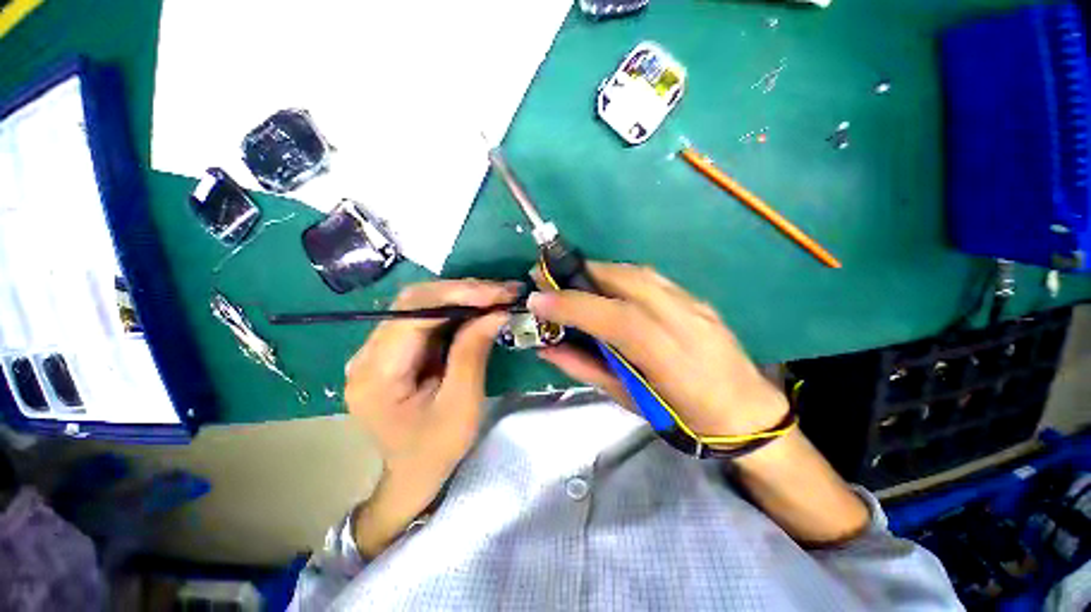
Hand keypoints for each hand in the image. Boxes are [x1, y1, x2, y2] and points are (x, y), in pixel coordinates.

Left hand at [344, 280, 515, 554]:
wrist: (414, 473)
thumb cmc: (437, 448)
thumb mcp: (462, 404)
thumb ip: (473, 352)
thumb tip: (496, 311)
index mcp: (375, 374)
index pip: (413, 314)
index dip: (458, 296)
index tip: (498, 293)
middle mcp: (367, 353)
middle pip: (414, 302)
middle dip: (463, 291)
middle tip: (503, 291)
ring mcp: (378, 349)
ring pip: (421, 304)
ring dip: (463, 296)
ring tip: (498, 295)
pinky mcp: (395, 349)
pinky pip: (427, 317)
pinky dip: (457, 309)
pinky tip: (481, 307)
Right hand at [528, 262, 787, 439]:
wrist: (749, 414)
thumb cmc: (686, 420)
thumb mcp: (630, 402)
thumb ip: (586, 369)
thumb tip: (548, 348)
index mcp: (671, 359)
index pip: (617, 318)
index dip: (574, 304)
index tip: (538, 298)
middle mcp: (686, 321)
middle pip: (628, 281)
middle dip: (582, 274)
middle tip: (550, 278)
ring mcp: (695, 305)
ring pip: (639, 273)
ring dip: (600, 271)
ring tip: (573, 279)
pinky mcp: (697, 299)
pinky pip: (651, 277)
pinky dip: (620, 275)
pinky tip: (606, 285)